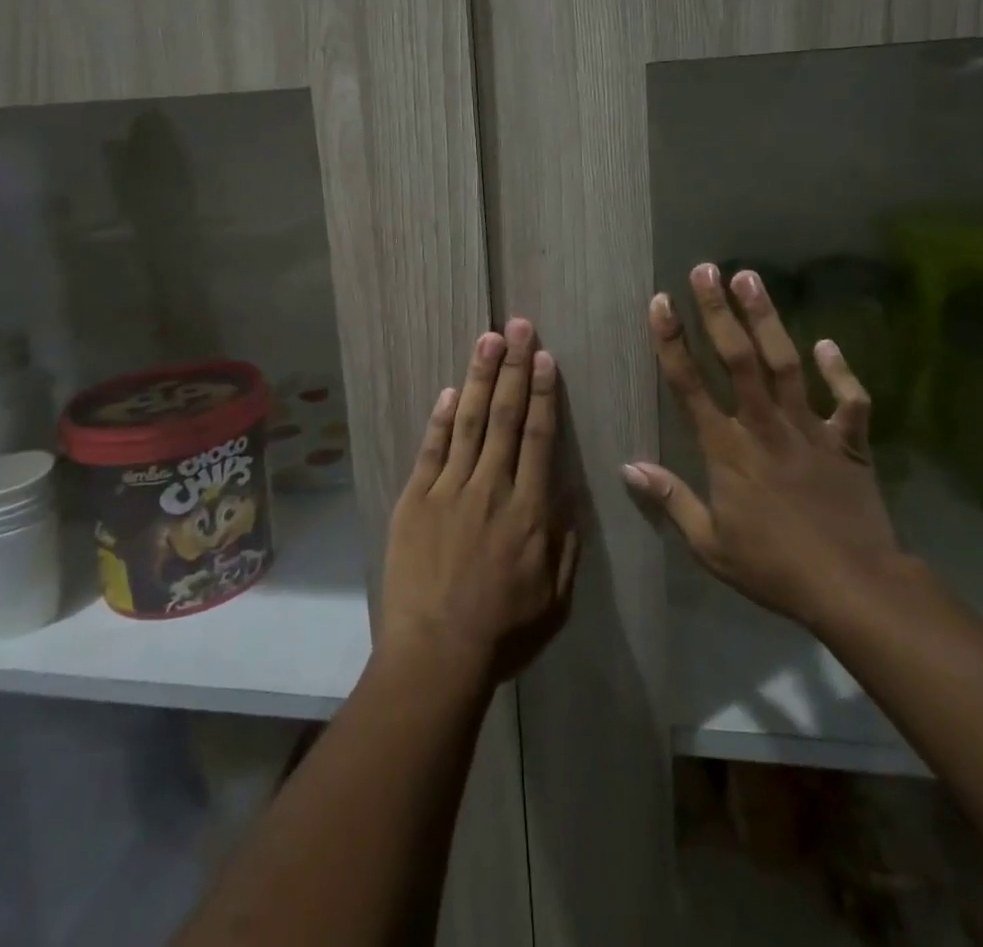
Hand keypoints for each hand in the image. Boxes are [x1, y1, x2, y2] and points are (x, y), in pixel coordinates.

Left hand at [380, 319, 578, 687]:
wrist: (436, 654)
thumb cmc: (503, 632)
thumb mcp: (556, 598)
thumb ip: (565, 542)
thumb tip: (567, 495)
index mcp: (530, 510)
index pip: (539, 437)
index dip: (543, 393)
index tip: (545, 357)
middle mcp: (491, 488)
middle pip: (506, 417)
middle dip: (514, 367)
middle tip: (518, 326)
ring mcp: (449, 490)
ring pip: (470, 422)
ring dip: (480, 378)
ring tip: (488, 340)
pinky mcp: (415, 500)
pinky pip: (431, 451)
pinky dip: (441, 419)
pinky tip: (450, 391)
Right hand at [622, 264, 904, 633]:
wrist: (854, 588)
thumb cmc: (773, 568)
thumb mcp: (710, 546)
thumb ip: (671, 501)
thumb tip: (628, 467)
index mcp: (727, 450)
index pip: (689, 386)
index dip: (672, 341)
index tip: (660, 302)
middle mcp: (764, 427)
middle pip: (738, 359)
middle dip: (718, 312)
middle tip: (706, 270)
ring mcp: (809, 430)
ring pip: (785, 364)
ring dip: (767, 320)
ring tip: (751, 279)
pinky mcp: (848, 442)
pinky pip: (849, 400)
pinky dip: (841, 371)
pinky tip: (827, 343)